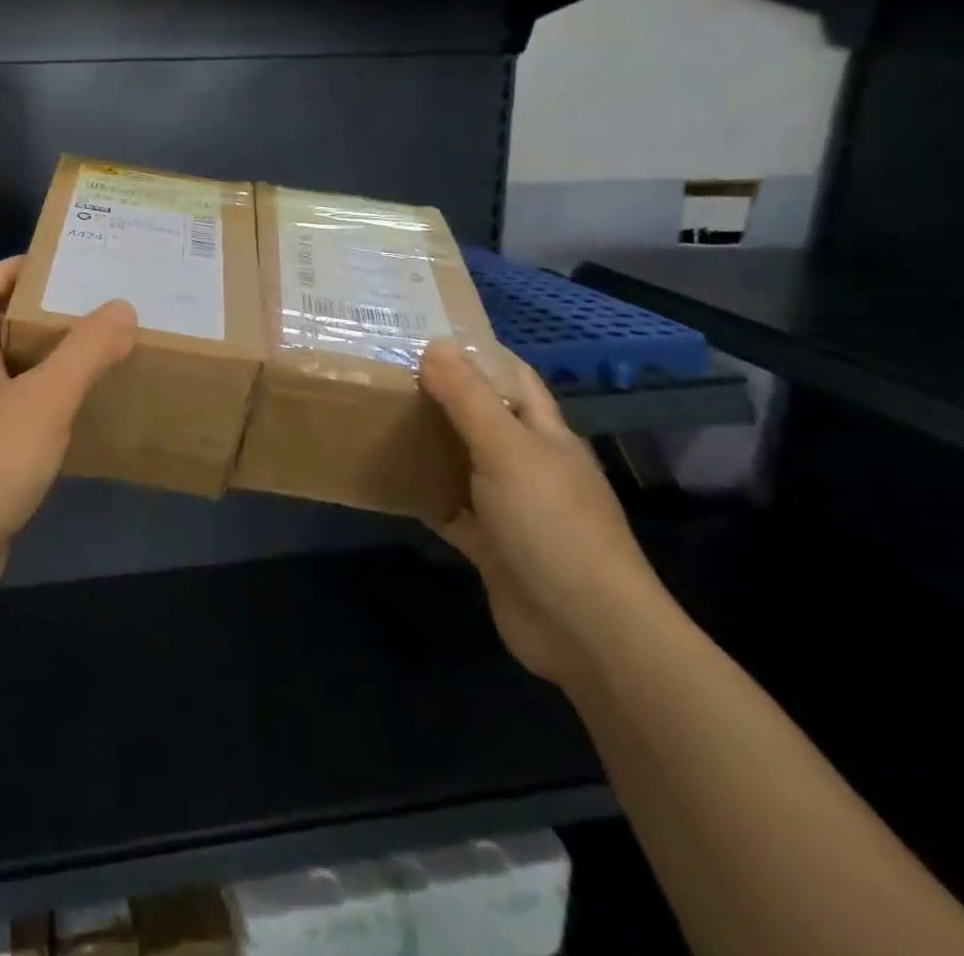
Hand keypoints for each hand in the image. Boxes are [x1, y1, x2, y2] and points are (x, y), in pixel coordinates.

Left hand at [0, 257, 136, 600]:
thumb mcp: (46, 398)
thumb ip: (85, 352)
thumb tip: (122, 307)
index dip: (8, 271)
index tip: (49, 260)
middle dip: (33, 313)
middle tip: (84, 304)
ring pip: (7, 375)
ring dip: (40, 359)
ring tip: (89, 352)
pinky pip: (16, 415)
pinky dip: (43, 404)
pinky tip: (75, 415)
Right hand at [418, 342, 666, 685]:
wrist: (584, 629)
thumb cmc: (551, 524)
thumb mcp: (507, 450)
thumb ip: (469, 399)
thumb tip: (435, 344)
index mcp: (545, 434)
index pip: (514, 377)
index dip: (478, 353)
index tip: (426, 334)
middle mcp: (529, 465)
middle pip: (483, 418)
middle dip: (442, 395)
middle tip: (387, 373)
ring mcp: (510, 508)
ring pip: (463, 463)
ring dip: (429, 445)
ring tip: (378, 417)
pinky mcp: (491, 546)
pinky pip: (449, 510)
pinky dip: (424, 496)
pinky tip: (388, 481)